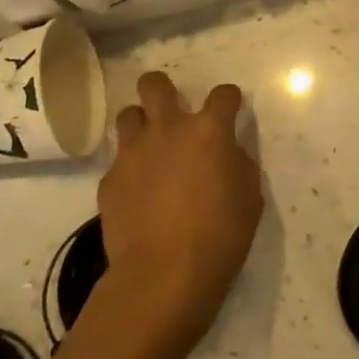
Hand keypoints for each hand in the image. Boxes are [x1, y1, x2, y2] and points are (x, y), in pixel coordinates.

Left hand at [96, 72, 263, 347]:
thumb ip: (237, 164)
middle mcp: (167, 130)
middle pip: (154, 85)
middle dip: (162, 88)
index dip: (229, 99)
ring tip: (149, 145)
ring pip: (127, 115)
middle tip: (171, 108)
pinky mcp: (109, 179)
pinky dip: (129, 167)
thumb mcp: (249, 198)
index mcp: (209, 132)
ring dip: (141, 124)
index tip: (230, 108)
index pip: (222, 95)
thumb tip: (227, 154)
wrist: (164, 274)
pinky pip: (118, 160)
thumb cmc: (221, 236)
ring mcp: (133, 153)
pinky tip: (138, 191)